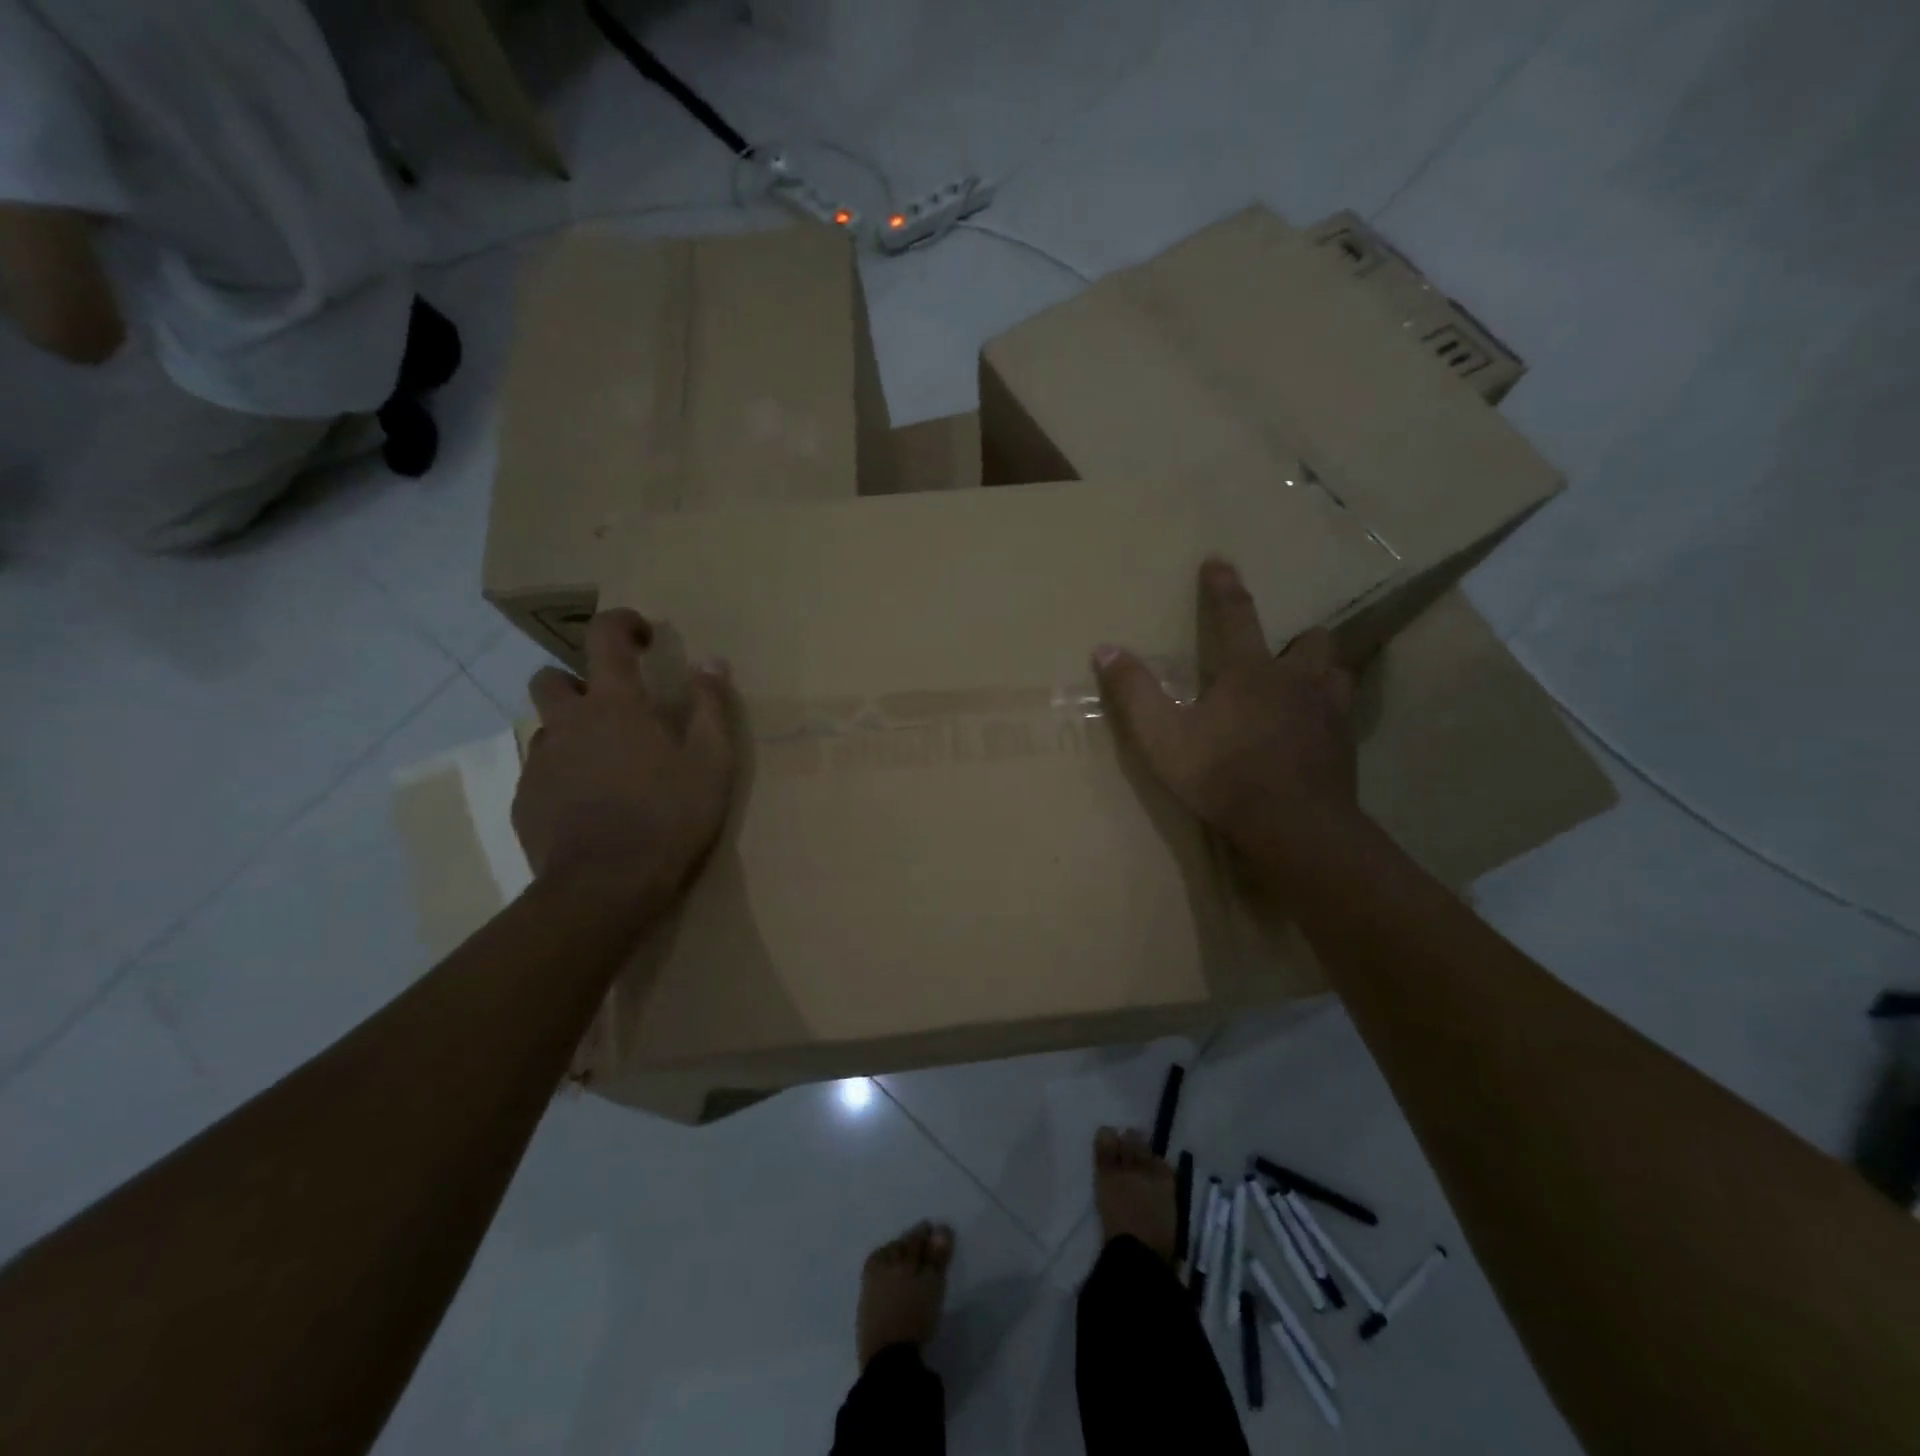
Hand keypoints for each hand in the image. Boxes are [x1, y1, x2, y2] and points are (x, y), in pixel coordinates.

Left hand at [513, 610, 735, 914]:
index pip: (604, 637)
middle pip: (550, 679)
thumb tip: (713, 661)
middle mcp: (568, 724)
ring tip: (607, 767)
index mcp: (614, 706)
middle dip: (577, 681)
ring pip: (546, 730)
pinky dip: (563, 776)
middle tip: (613, 711)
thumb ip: (712, 707)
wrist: (605, 888)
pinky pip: (541, 774)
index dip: (622, 623)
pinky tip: (590, 807)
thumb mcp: (712, 762)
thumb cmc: (668, 818)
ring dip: (571, 734)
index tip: (643, 636)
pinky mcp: (526, 803)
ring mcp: (540, 764)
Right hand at [1093, 557, 1361, 865]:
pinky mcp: (1345, 746)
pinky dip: (1329, 712)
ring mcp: (1329, 712)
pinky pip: (1344, 714)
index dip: (1224, 588)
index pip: (1236, 616)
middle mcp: (1296, 681)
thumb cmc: (1223, 776)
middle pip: (1311, 640)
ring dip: (1320, 672)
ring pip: (1337, 673)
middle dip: (1296, 637)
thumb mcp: (1163, 738)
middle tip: (1280, 650)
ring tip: (1303, 686)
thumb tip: (1105, 649)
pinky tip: (1316, 731)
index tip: (1219, 562)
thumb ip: (1134, 693)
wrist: (1294, 826)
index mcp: (1250, 672)